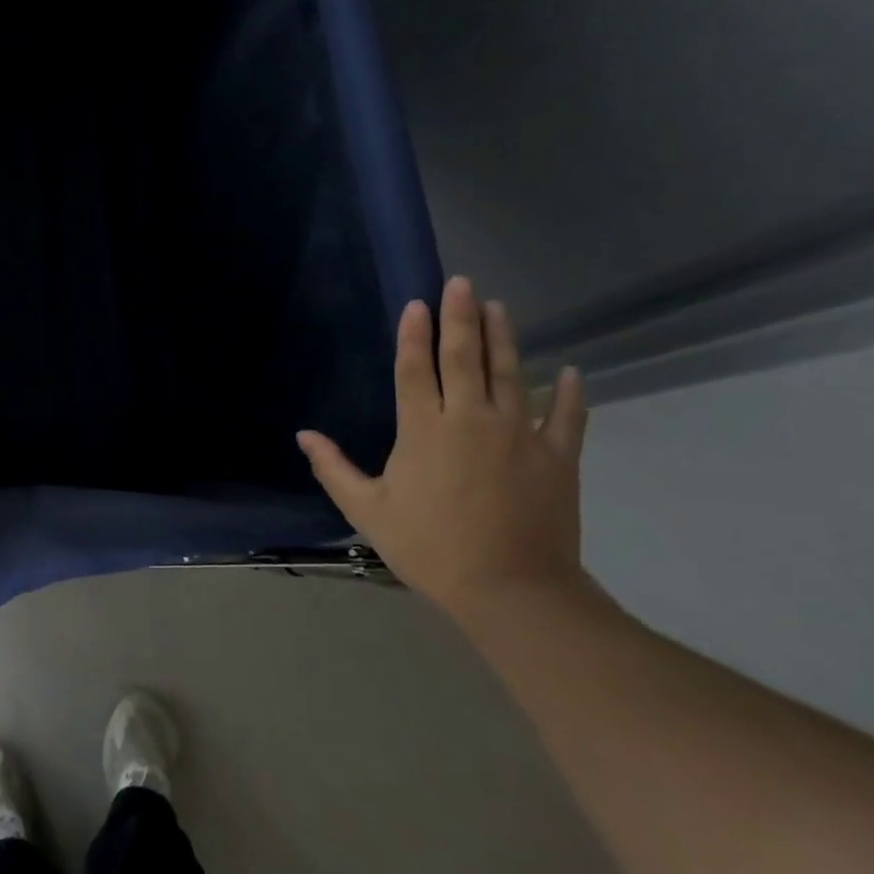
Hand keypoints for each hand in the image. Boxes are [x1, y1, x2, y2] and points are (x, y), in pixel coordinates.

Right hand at [297, 276, 588, 622]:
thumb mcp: (367, 510)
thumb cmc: (430, 547)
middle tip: (462, 282)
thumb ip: (334, 468)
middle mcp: (471, 419)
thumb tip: (302, 434)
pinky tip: (570, 371)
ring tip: (499, 306)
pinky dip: (570, 393)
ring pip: (511, 374)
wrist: (511, 591)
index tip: (418, 303)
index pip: (416, 368)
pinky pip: (567, 416)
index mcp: (424, 429)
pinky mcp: (558, 457)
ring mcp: (520, 434)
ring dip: (504, 338)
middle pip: (464, 358)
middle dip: (461, 317)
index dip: (414, 333)